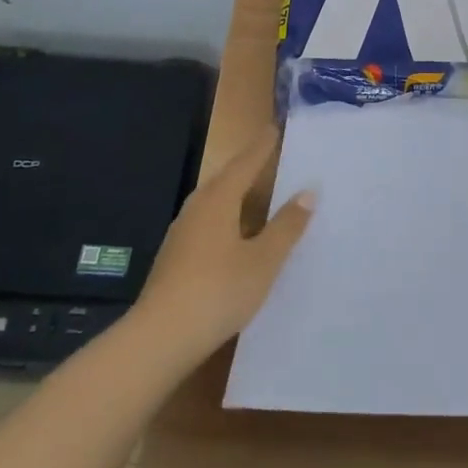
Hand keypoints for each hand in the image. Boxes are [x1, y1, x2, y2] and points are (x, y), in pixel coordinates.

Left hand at [132, 125, 314, 360]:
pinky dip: (226, 218)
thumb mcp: (263, 260)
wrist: (158, 339)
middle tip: (270, 156)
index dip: (262, 147)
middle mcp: (196, 209)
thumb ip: (286, 226)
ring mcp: (181, 234)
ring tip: (257, 193)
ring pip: (214, 202)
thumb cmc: (218, 291)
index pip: (245, 163)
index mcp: (218, 200)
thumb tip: (308, 190)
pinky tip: (235, 235)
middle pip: (226, 179)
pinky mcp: (174, 258)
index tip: (275, 128)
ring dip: (236, 194)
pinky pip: (207, 223)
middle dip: (248, 167)